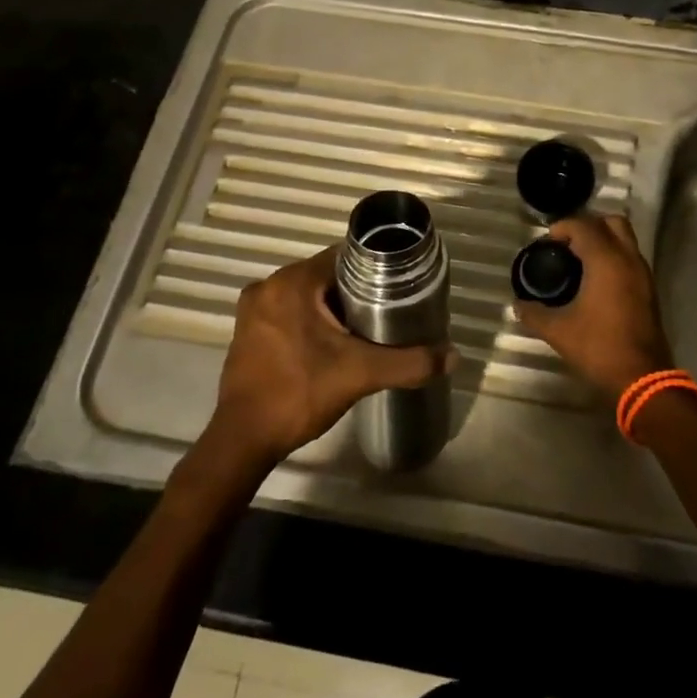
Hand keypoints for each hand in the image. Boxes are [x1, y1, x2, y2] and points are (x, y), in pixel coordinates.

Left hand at [205, 247, 455, 466]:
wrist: (244, 441)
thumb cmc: (300, 395)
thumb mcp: (361, 374)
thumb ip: (409, 362)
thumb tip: (453, 355)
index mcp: (293, 282)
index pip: (344, 256)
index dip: (374, 268)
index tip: (397, 284)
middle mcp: (269, 285)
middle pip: (325, 274)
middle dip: (355, 290)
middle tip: (386, 309)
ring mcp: (253, 309)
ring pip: (307, 293)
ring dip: (332, 306)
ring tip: (364, 326)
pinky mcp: (246, 331)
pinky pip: (288, 310)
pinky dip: (309, 319)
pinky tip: (330, 342)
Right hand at [513, 214, 673, 399]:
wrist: (642, 377)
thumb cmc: (599, 347)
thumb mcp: (559, 331)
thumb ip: (534, 314)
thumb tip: (517, 305)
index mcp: (606, 260)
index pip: (584, 225)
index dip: (563, 227)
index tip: (546, 242)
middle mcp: (628, 258)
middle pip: (611, 222)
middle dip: (588, 225)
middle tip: (567, 244)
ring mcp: (643, 273)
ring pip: (625, 239)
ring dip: (603, 240)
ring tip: (578, 261)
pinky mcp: (649, 289)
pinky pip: (630, 257)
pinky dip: (614, 257)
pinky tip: (596, 280)